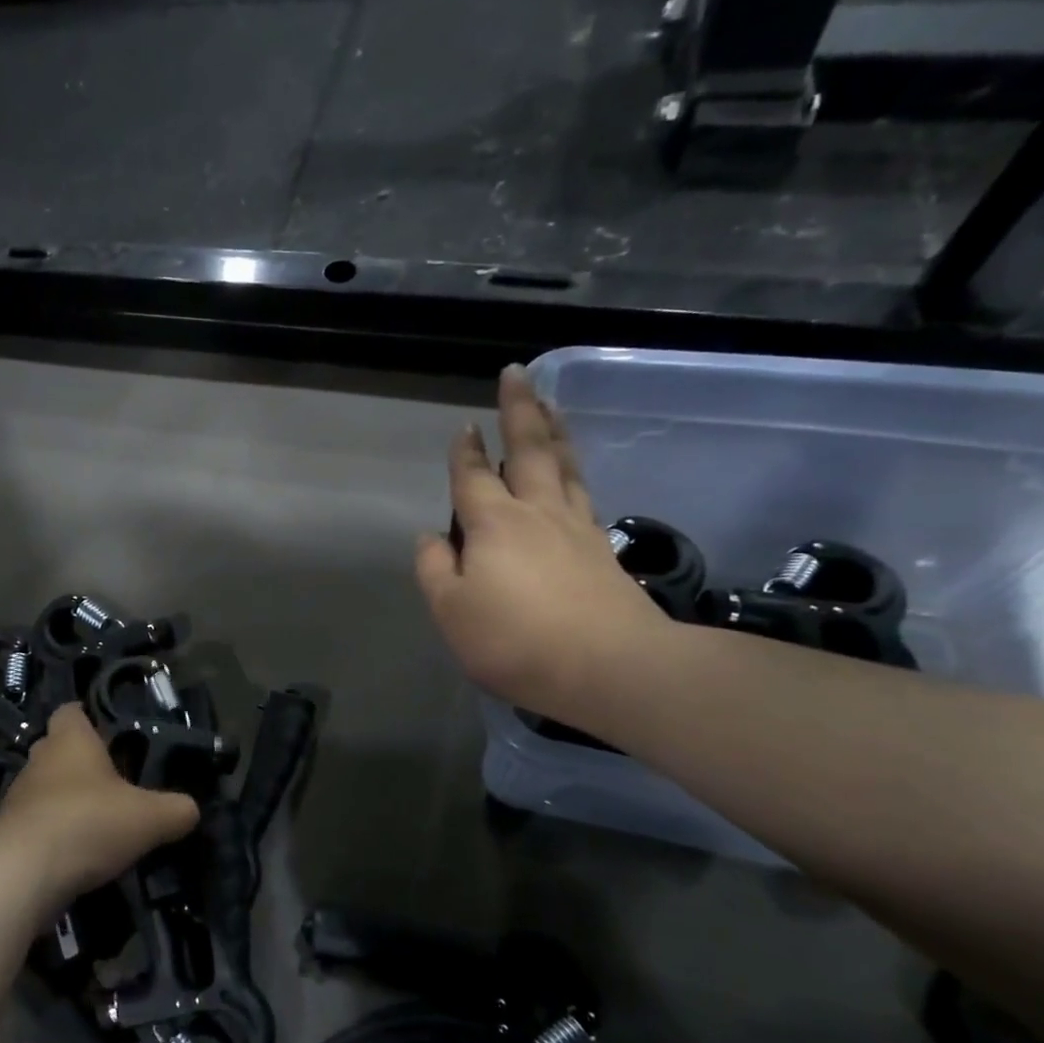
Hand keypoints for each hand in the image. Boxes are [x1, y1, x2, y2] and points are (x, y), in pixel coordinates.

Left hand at [0, 703, 199, 905]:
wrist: (22, 875)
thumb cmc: (88, 823)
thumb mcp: (149, 818)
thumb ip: (176, 810)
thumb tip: (190, 809)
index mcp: (71, 740)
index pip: (72, 711)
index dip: (89, 718)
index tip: (112, 734)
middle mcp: (40, 759)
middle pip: (59, 749)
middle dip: (82, 762)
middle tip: (115, 782)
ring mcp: (18, 796)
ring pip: (46, 787)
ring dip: (67, 800)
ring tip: (99, 822)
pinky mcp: (8, 833)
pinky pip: (36, 823)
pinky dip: (54, 832)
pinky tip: (77, 852)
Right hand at [415, 365, 670, 719]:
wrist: (612, 668)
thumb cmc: (516, 640)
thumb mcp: (451, 611)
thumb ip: (434, 569)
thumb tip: (431, 537)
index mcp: (493, 523)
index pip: (474, 476)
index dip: (466, 451)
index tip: (466, 426)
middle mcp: (537, 512)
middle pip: (529, 450)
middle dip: (519, 410)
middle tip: (516, 374)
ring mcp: (576, 528)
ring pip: (564, 465)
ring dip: (554, 430)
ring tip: (550, 405)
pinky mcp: (603, 550)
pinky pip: (583, 493)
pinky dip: (573, 470)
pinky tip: (572, 473)